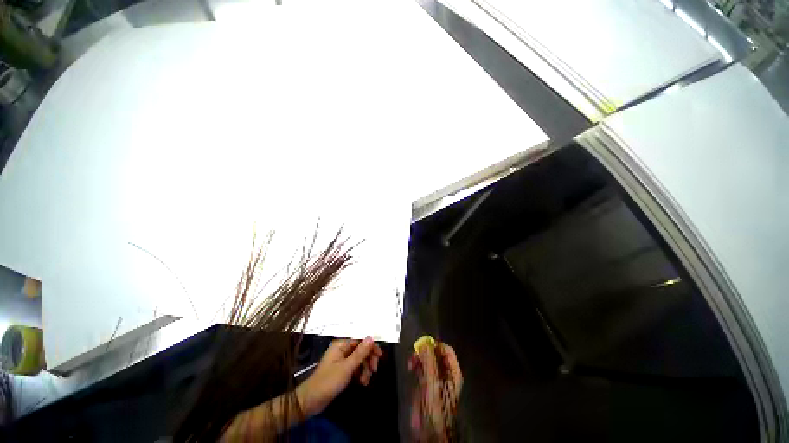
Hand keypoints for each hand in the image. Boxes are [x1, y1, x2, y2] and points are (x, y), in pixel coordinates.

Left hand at [297, 337, 382, 416]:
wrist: (311, 401)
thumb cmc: (328, 382)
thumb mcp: (347, 368)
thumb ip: (360, 353)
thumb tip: (371, 337)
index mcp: (341, 344)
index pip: (360, 339)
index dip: (371, 346)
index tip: (379, 356)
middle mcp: (342, 349)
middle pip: (361, 349)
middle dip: (368, 360)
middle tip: (374, 370)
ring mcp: (342, 359)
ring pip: (360, 359)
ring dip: (365, 369)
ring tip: (365, 381)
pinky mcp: (342, 369)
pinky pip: (356, 367)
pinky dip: (360, 374)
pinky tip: (362, 382)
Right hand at [409, 342, 462, 440]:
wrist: (428, 429)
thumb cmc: (436, 405)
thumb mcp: (433, 381)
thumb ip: (429, 361)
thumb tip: (425, 343)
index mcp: (452, 372)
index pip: (447, 351)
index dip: (436, 345)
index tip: (424, 344)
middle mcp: (445, 372)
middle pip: (435, 354)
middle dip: (425, 351)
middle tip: (415, 353)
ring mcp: (434, 378)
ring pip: (427, 360)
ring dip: (419, 357)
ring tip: (411, 362)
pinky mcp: (425, 383)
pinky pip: (421, 368)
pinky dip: (416, 365)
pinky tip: (411, 367)